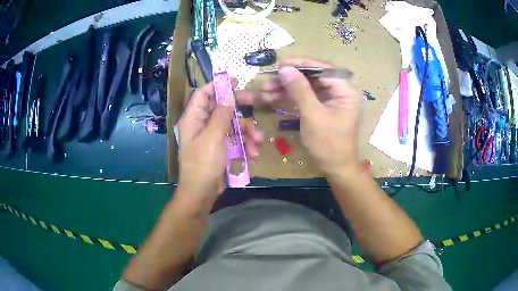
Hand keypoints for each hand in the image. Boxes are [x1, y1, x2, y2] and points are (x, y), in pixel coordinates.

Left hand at [178, 81, 262, 204]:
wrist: (201, 194)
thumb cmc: (203, 164)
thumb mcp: (213, 137)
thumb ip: (221, 115)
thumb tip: (228, 95)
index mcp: (193, 119)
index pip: (203, 94)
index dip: (217, 84)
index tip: (234, 79)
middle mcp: (201, 125)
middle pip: (220, 107)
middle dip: (237, 105)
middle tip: (253, 100)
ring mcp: (211, 137)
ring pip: (231, 125)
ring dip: (246, 131)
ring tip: (259, 140)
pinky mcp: (220, 149)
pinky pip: (234, 140)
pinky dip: (244, 144)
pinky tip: (254, 153)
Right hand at [262, 59, 361, 178]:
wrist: (335, 168)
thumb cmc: (329, 144)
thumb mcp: (313, 115)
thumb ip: (299, 90)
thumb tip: (285, 69)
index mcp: (345, 90)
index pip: (322, 68)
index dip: (301, 64)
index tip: (280, 64)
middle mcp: (339, 90)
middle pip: (312, 76)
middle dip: (289, 77)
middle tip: (269, 78)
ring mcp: (330, 98)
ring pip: (306, 86)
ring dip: (286, 87)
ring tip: (265, 90)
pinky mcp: (321, 107)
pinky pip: (305, 96)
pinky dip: (290, 97)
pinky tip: (272, 97)